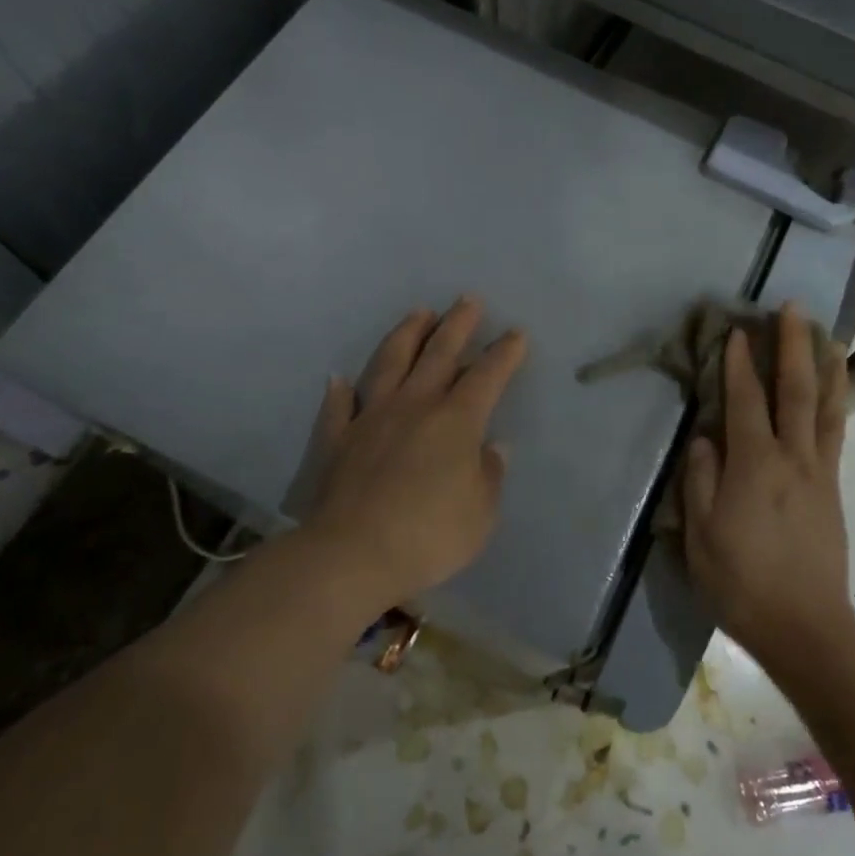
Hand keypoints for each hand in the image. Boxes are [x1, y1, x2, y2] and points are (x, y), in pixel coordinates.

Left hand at [302, 298, 527, 609]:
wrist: (352, 555)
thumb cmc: (429, 535)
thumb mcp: (481, 513)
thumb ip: (488, 475)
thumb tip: (492, 448)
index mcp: (456, 421)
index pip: (487, 376)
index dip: (504, 353)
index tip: (515, 333)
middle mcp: (414, 406)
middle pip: (439, 354)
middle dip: (458, 325)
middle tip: (468, 300)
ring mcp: (372, 418)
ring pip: (390, 363)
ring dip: (407, 335)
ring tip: (418, 313)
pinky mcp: (339, 439)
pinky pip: (339, 407)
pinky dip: (340, 391)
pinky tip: (339, 378)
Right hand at [682, 303, 854, 668]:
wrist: (805, 626)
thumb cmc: (741, 582)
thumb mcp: (700, 535)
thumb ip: (700, 480)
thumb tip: (705, 438)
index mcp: (754, 465)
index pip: (746, 401)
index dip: (739, 364)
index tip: (737, 330)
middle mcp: (792, 458)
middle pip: (796, 390)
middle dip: (793, 345)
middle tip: (793, 308)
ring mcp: (820, 472)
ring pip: (827, 407)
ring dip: (827, 366)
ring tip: (829, 335)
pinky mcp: (833, 489)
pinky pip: (836, 432)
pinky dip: (837, 401)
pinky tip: (836, 390)